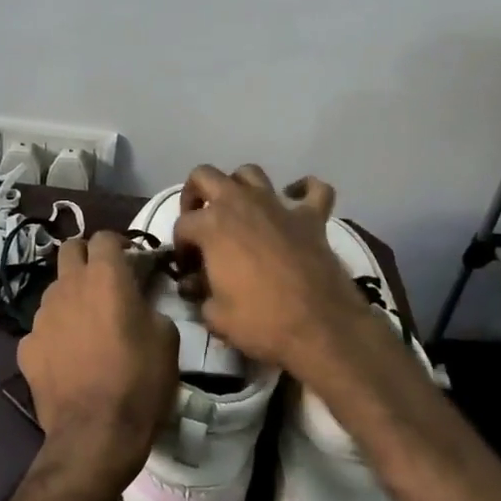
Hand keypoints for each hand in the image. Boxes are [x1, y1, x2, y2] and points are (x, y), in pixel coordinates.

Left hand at [18, 231, 177, 493]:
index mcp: (105, 276)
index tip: (133, 261)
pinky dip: (56, 333)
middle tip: (106, 280)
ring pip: (55, 288)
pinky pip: (42, 327)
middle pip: (70, 249)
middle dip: (87, 256)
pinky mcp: (26, 346)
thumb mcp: (167, 338)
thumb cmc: (140, 381)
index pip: (105, 236)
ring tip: (88, 324)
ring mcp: (42, 316)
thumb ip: (149, 305)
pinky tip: (68, 356)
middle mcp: (68, 285)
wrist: (95, 436)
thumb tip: (138, 303)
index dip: (120, 244)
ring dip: (71, 295)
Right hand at [172, 164, 369, 370]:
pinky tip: (297, 200)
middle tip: (199, 222)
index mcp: (212, 225)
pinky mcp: (312, 217)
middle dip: (195, 194)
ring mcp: (278, 206)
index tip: (188, 269)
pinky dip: (305, 190)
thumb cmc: (261, 321)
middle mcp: (241, 203)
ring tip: (239, 210)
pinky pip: (314, 189)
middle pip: (206, 176)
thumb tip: (195, 286)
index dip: (180, 247)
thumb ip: (200, 295)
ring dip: (240, 186)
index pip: (183, 225)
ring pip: (251, 173)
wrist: (319, 327)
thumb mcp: (215, 316)